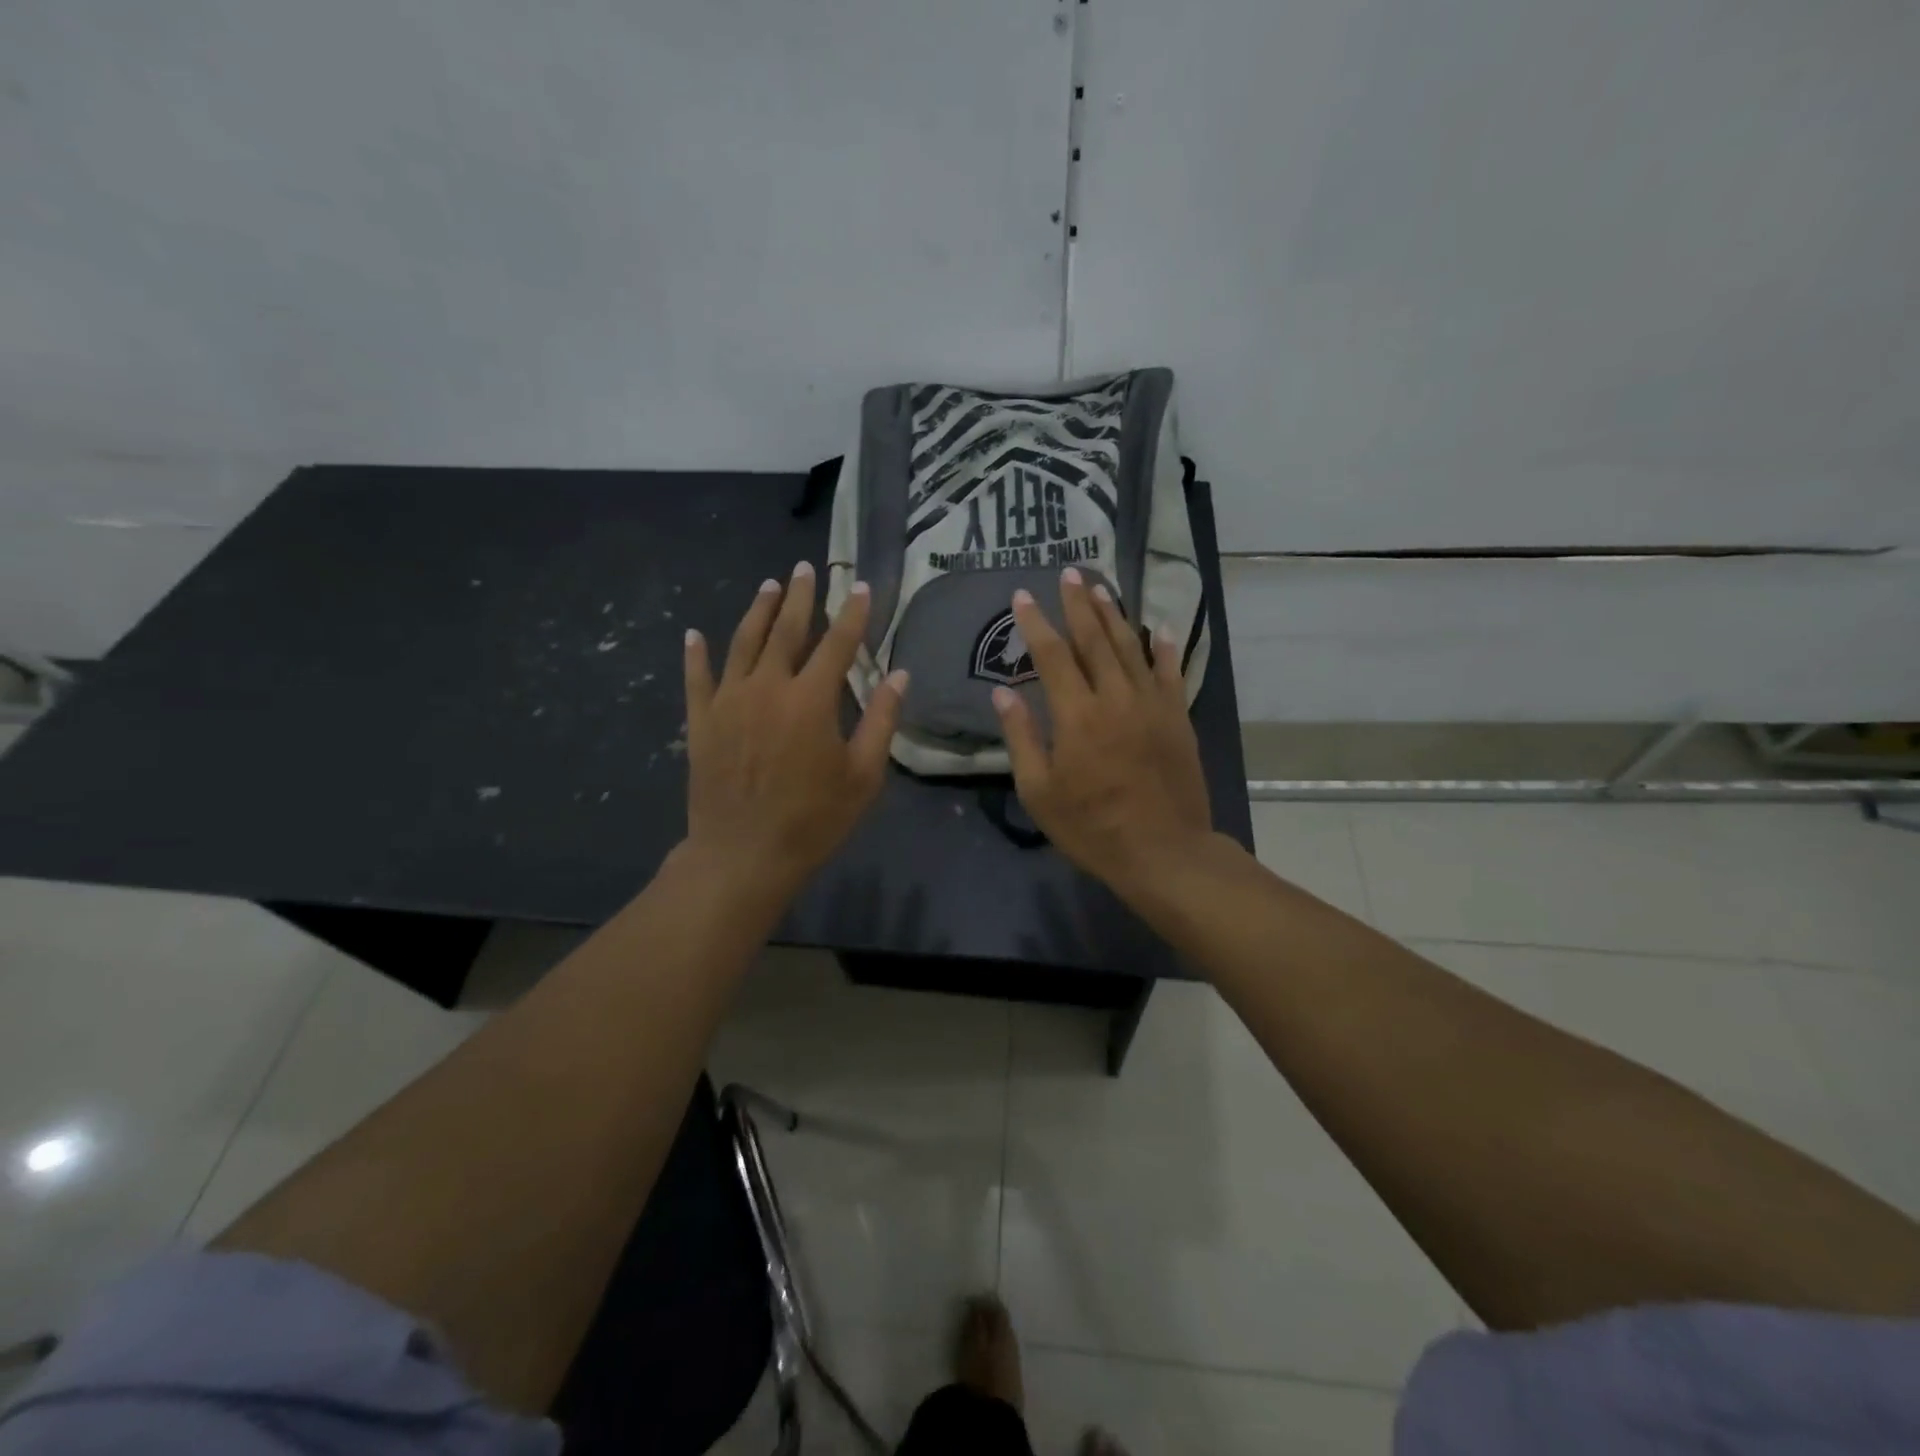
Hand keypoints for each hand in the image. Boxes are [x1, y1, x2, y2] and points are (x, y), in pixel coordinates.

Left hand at [683, 562, 906, 897]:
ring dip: (757, 612)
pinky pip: (697, 679)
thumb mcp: (863, 776)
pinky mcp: (701, 722)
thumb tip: (899, 675)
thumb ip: (882, 721)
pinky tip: (695, 634)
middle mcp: (767, 687)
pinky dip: (696, 654)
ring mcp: (728, 701)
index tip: (860, 587)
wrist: (742, 854)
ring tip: (768, 585)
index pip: (837, 644)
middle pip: (785, 631)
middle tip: (804, 568)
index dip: (852, 614)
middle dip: (799, 597)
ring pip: (742, 644)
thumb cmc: (813, 819)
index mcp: (811, 699)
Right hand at [992, 568, 1211, 899]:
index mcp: (1077, 714)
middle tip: (1068, 573)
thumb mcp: (1039, 791)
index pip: (1052, 655)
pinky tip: (1159, 628)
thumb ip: (1021, 737)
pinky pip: (1170, 672)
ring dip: (1114, 615)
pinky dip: (1163, 647)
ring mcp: (1152, 704)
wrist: (1164, 852)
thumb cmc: (1092, 827)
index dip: (1035, 622)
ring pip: (1131, 647)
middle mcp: (1116, 697)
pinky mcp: (1178, 718)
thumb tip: (1002, 692)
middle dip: (1077, 604)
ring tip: (1100, 588)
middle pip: (1094, 639)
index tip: (1022, 596)